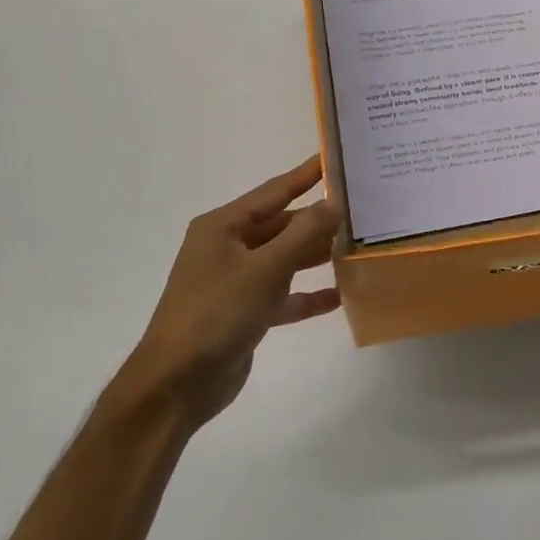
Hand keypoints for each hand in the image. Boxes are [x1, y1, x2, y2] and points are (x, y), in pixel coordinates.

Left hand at [117, 155, 340, 429]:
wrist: (178, 383)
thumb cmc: (217, 313)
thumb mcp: (265, 269)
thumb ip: (303, 234)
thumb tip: (334, 202)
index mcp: (223, 227)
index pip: (274, 191)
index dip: (306, 175)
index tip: (335, 157)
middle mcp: (228, 248)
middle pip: (282, 225)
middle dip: (318, 219)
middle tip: (361, 207)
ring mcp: (236, 281)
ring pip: (285, 259)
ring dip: (316, 255)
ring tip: (357, 246)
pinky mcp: (245, 313)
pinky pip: (284, 295)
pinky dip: (307, 294)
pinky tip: (340, 295)